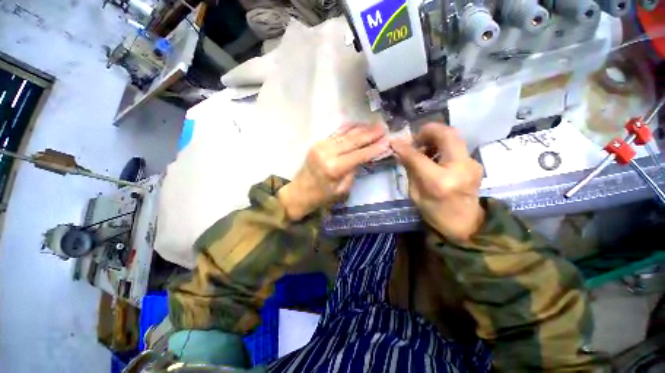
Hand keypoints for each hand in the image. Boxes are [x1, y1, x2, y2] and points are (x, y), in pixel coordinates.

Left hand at [278, 124, 388, 220]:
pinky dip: (348, 128)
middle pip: (353, 141)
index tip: (388, 141)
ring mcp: (321, 145)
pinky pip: (336, 133)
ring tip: (375, 124)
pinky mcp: (318, 143)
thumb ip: (353, 172)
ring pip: (345, 134)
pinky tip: (358, 124)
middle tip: (384, 128)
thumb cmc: (321, 197)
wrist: (299, 193)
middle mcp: (327, 153)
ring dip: (361, 129)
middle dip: (370, 134)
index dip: (374, 148)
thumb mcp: (342, 191)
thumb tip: (362, 158)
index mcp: (334, 168)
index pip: (359, 155)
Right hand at [391, 123, 484, 241]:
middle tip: (414, 138)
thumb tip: (401, 150)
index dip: (404, 147)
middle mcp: (460, 168)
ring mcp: (472, 164)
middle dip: (428, 131)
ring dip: (435, 137)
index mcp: (439, 182)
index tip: (394, 141)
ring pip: (454, 136)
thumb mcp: (415, 194)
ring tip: (423, 147)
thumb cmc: (435, 213)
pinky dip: (442, 144)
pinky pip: (457, 145)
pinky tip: (434, 155)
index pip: (418, 156)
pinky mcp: (475, 162)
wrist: (466, 224)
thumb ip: (410, 169)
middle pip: (447, 134)